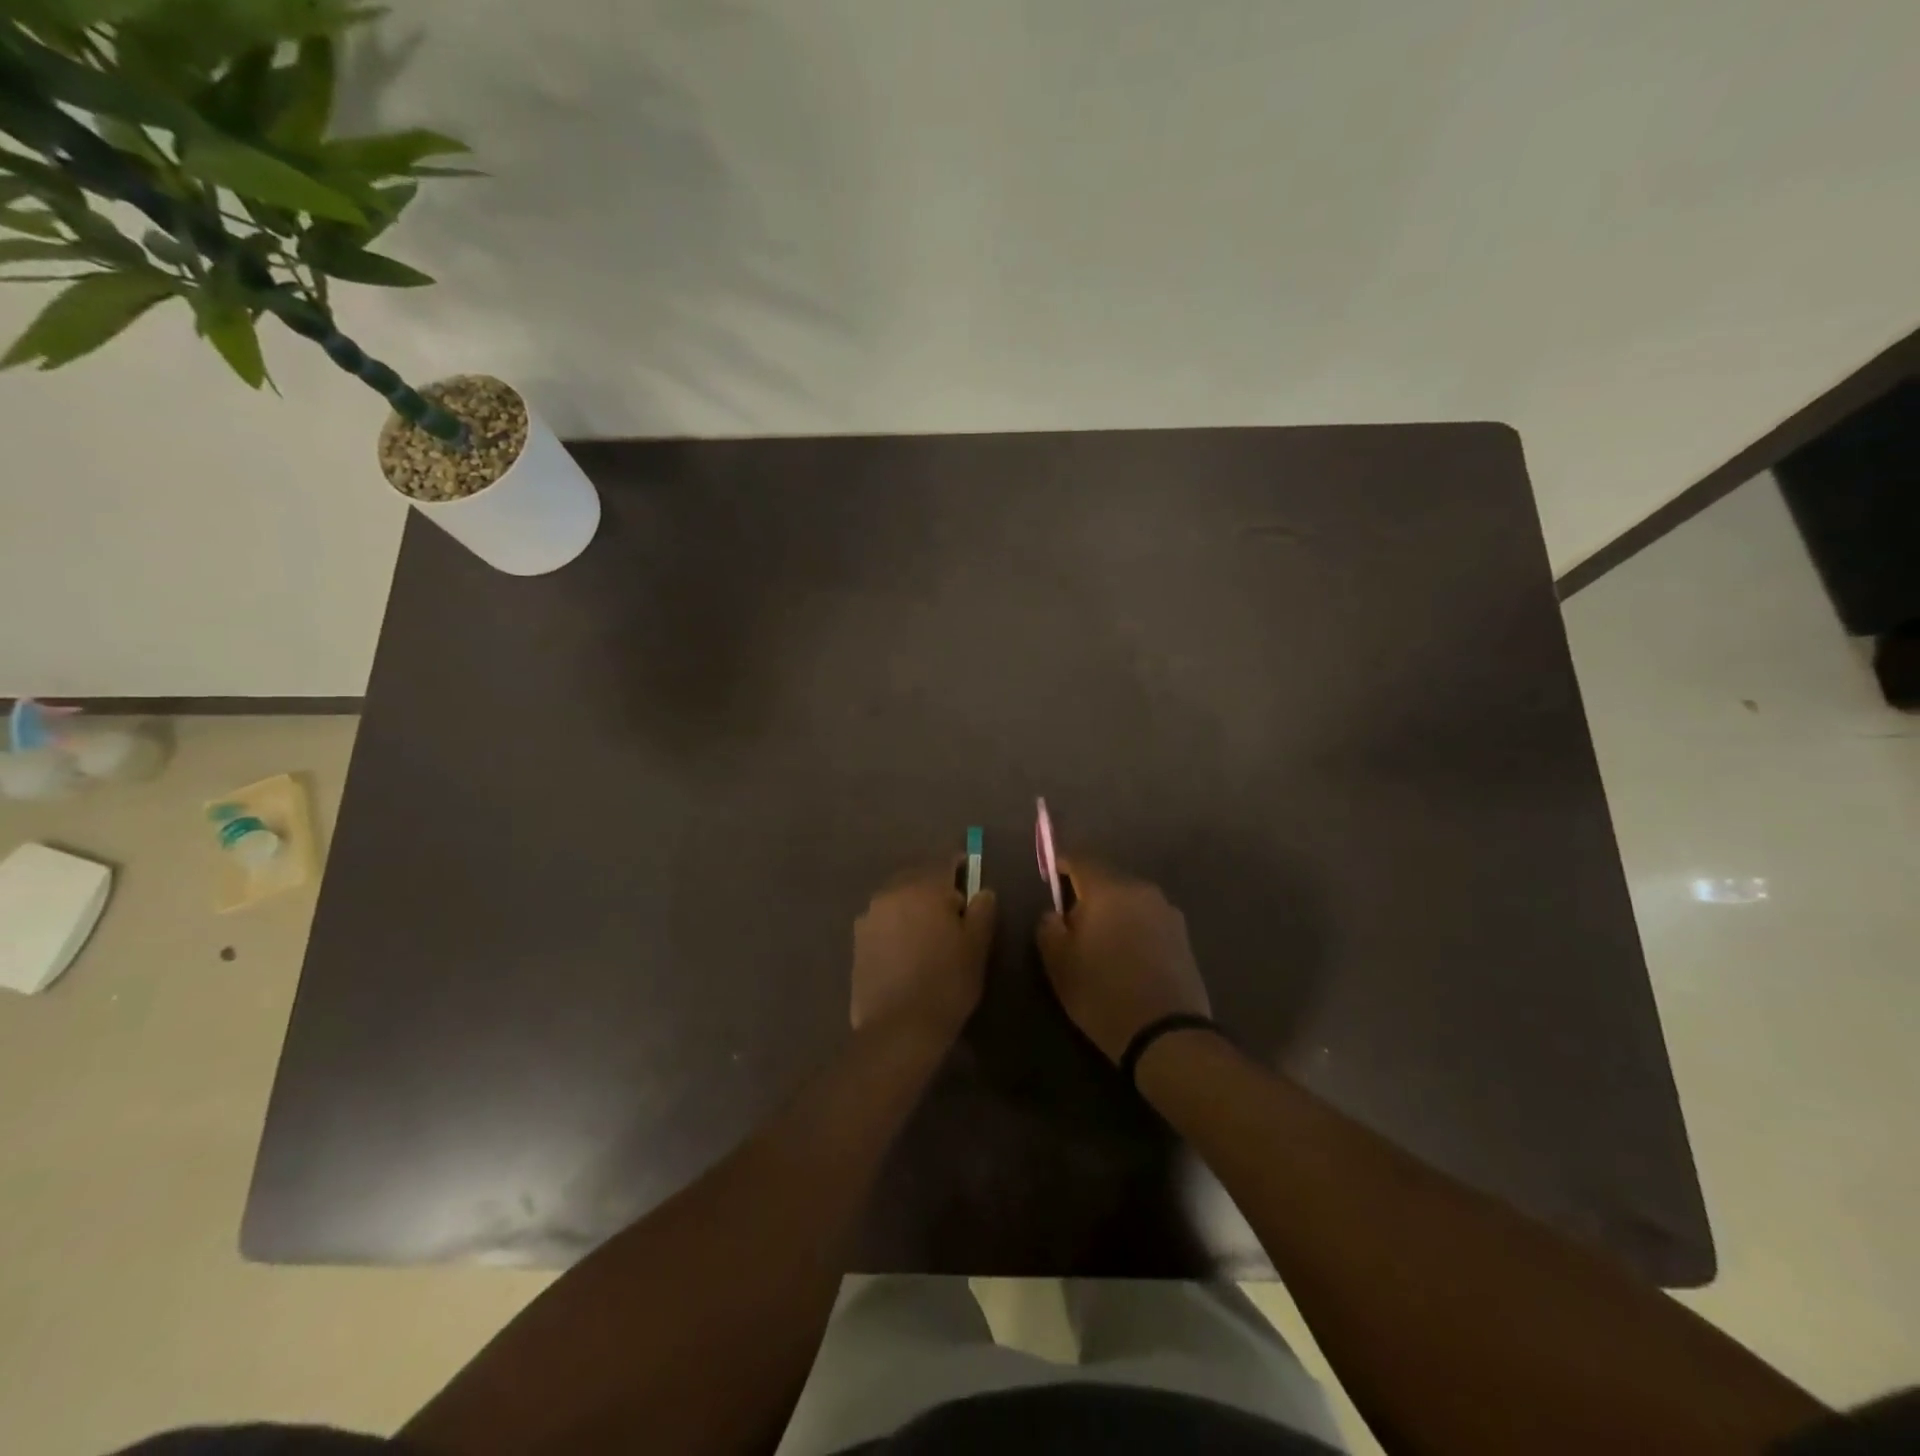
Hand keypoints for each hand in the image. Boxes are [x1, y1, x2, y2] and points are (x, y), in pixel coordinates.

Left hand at [851, 866, 996, 1044]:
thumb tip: (982, 892)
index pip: (944, 862)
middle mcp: (892, 893)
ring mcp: (870, 916)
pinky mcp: (857, 939)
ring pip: (897, 897)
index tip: (969, 871)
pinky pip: (883, 919)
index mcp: (924, 888)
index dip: (959, 864)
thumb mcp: (977, 947)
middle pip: (917, 877)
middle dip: (934, 885)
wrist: (898, 1029)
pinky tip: (906, 947)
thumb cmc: (946, 983)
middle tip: (952, 907)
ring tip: (928, 929)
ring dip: (913, 904)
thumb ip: (982, 911)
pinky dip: (896, 923)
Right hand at [1036, 859, 1210, 1062]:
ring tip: (1100, 941)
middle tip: (1071, 919)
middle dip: (1087, 891)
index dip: (1061, 863)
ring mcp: (1167, 912)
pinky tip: (1126, 955)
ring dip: (1113, 910)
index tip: (1050, 877)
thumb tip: (1056, 913)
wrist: (1166, 1034)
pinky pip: (1148, 919)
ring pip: (1129, 899)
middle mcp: (1142, 890)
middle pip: (1107, 878)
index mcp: (1109, 889)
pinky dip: (1133, 927)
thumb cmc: (1102, 993)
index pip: (1080, 859)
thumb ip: (1049, 927)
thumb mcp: (1058, 963)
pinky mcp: (1183, 935)